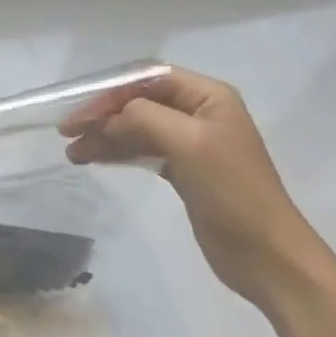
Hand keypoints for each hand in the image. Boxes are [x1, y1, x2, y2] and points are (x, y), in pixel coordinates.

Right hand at [59, 69, 318, 305]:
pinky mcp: (185, 171)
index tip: (80, 112)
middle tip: (67, 132)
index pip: (148, 79)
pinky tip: (94, 158)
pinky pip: (143, 151)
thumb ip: (144, 118)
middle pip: (139, 102)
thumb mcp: (188, 144)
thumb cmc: (232, 191)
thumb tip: (108, 118)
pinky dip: (118, 152)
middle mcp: (199, 113)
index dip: (111, 91)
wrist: (268, 257)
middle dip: (103, 114)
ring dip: (105, 136)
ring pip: (138, 128)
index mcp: (208, 96)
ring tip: (73, 152)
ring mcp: (192, 143)